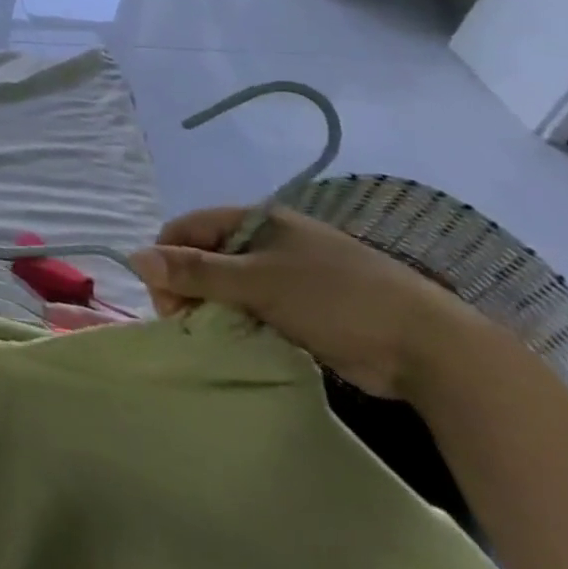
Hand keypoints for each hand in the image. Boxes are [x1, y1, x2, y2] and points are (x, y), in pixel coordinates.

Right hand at [128, 206, 489, 398]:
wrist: (433, 349)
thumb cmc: (337, 300)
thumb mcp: (257, 283)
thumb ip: (195, 271)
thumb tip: (134, 257)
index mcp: (254, 220)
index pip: (185, 229)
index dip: (167, 261)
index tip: (167, 302)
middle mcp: (267, 239)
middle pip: (204, 256)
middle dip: (189, 288)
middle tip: (190, 325)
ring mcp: (289, 272)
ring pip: (228, 285)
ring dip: (215, 309)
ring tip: (218, 338)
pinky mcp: (307, 306)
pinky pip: (256, 307)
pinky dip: (243, 322)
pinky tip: (246, 343)